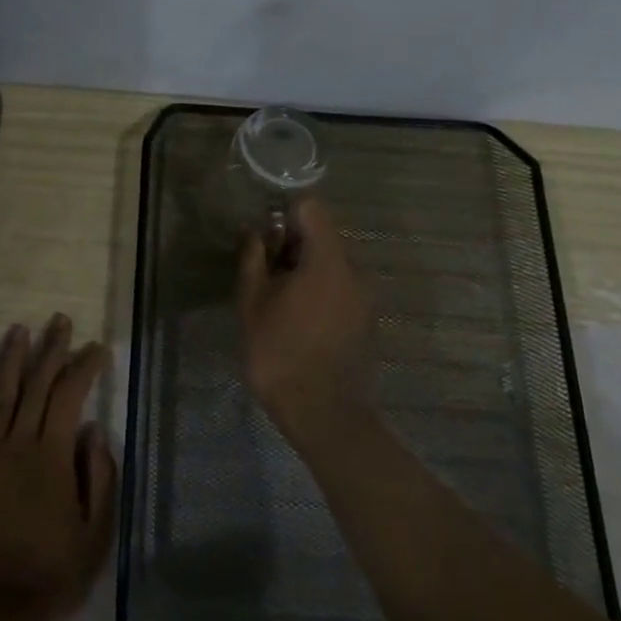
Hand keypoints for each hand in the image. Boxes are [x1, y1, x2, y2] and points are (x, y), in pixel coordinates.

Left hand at [0, 315, 118, 620]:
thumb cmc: (47, 573)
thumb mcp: (94, 535)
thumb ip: (99, 478)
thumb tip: (94, 430)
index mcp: (52, 456)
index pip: (70, 396)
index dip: (84, 367)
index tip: (96, 348)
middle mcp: (17, 442)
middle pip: (36, 383)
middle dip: (51, 348)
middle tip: (60, 320)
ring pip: (1, 391)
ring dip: (12, 357)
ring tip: (20, 329)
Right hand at [236, 198, 373, 434]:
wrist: (322, 412)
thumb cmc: (279, 351)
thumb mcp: (252, 301)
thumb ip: (253, 258)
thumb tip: (253, 232)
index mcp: (328, 260)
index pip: (311, 209)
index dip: (284, 215)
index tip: (266, 241)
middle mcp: (355, 270)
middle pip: (322, 237)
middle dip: (292, 247)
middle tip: (266, 276)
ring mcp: (366, 296)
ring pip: (331, 264)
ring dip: (305, 271)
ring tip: (280, 303)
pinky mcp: (368, 318)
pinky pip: (341, 288)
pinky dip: (320, 291)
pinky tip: (300, 321)